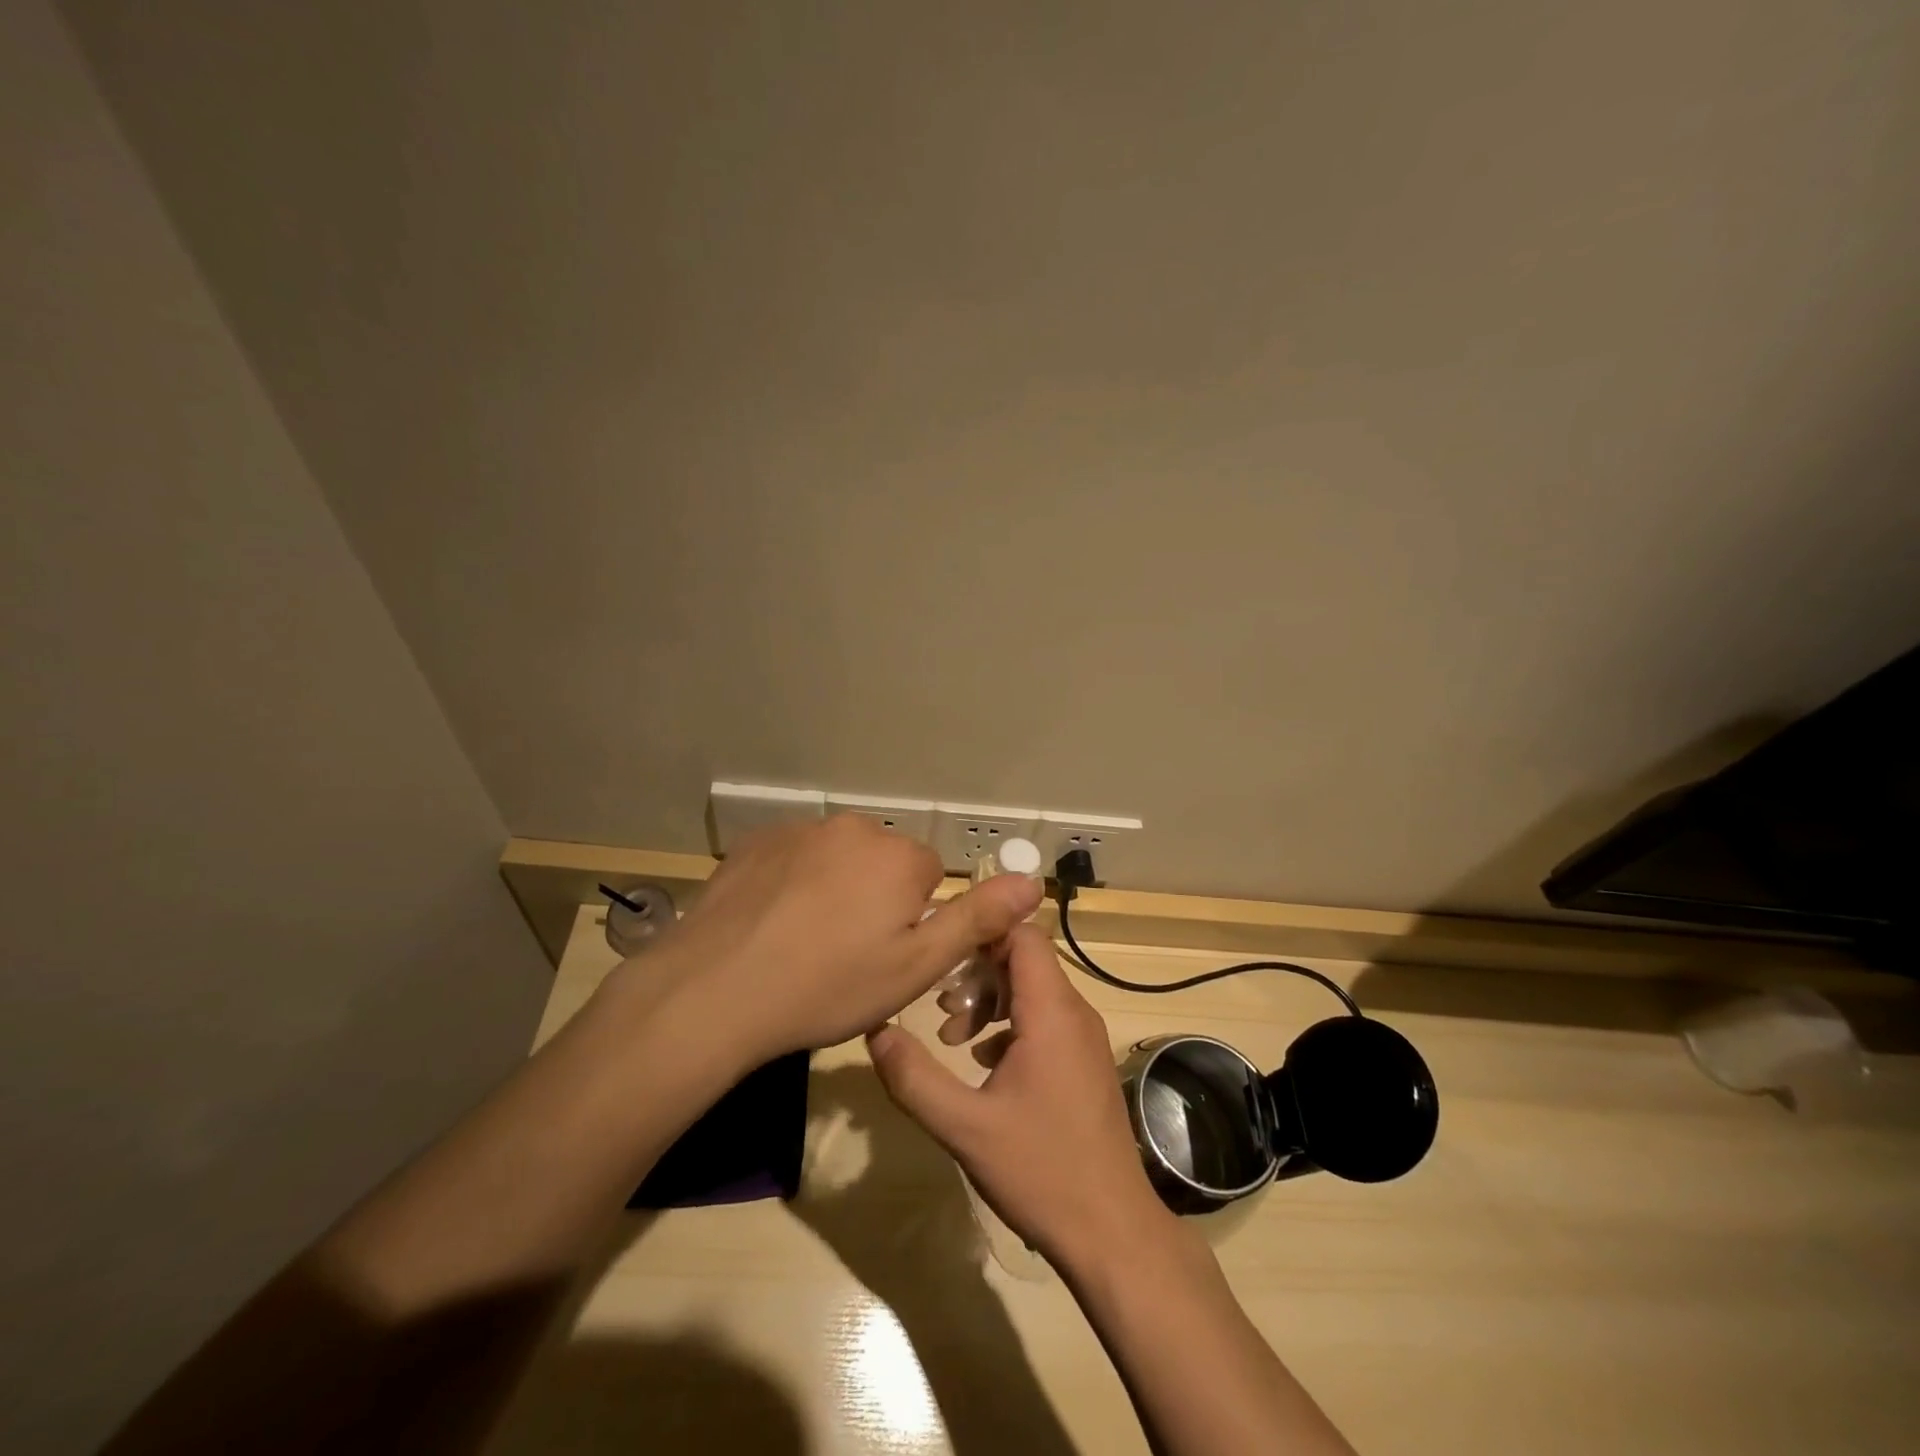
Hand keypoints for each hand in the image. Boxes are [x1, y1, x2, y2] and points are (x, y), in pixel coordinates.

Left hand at [601, 815, 1042, 1066]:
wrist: (716, 990)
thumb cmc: (828, 986)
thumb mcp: (915, 967)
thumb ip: (976, 919)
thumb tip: (1033, 880)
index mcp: (898, 857)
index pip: (928, 877)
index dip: (912, 920)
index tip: (884, 955)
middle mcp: (854, 828)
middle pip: (883, 863)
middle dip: (875, 898)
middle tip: (845, 953)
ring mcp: (800, 830)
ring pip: (838, 859)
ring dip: (834, 888)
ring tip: (804, 941)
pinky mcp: (757, 841)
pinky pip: (795, 857)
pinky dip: (793, 882)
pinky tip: (771, 922)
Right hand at [866, 924, 1168, 1268]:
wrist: (1113, 1233)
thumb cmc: (1041, 1172)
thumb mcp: (964, 1127)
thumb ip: (914, 1077)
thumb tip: (874, 1030)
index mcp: (1052, 1012)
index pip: (1023, 934)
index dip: (982, 933)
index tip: (942, 955)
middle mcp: (1074, 1012)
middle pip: (1025, 959)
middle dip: (977, 973)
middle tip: (940, 1007)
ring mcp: (1083, 1037)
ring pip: (1033, 990)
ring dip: (990, 1001)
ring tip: (952, 1036)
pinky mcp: (1083, 1061)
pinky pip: (1044, 1019)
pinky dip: (1009, 1025)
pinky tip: (981, 1062)